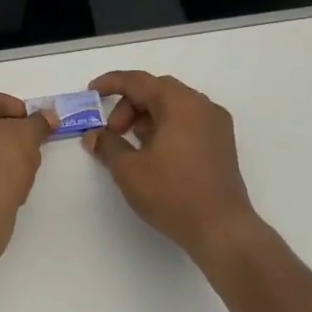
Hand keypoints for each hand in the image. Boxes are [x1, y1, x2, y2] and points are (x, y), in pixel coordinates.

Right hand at [83, 71, 263, 259]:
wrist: (222, 230)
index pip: (138, 81)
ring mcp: (216, 125)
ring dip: (146, 117)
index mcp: (180, 103)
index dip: (110, 83)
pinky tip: (153, 154)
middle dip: (128, 105)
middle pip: (157, 90)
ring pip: (173, 106)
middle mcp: (202, 106)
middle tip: (112, 132)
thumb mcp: (129, 169)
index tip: (90, 93)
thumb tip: (93, 135)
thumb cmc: (172, 194)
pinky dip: (165, 127)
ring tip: (130, 147)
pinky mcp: (221, 144)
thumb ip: (107, 145)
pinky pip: (187, 122)